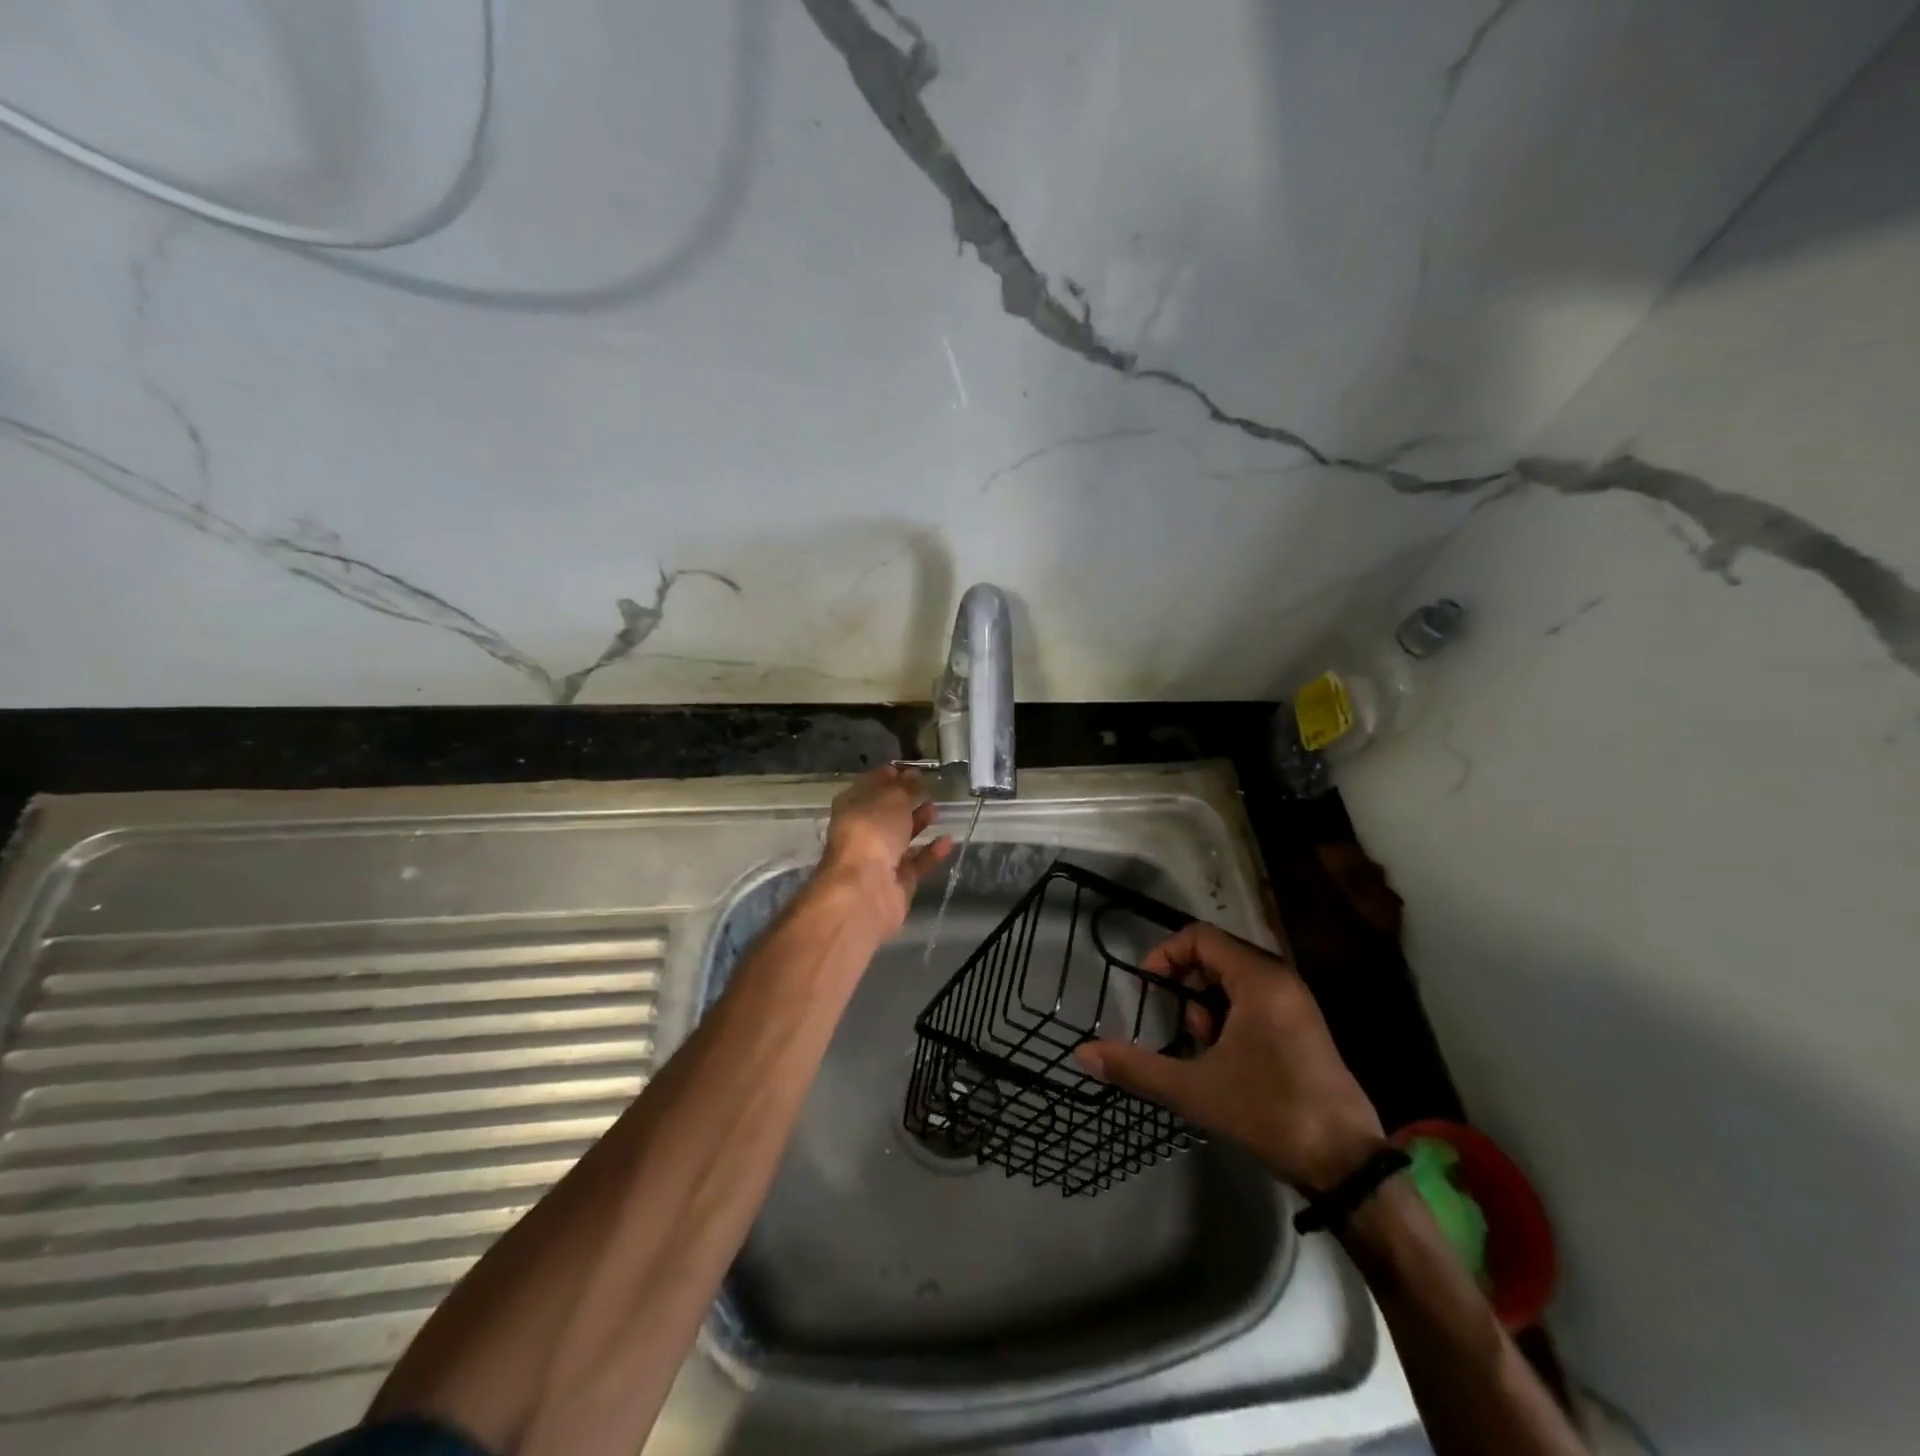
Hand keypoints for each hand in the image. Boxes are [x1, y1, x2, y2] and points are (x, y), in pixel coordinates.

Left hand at [812, 766, 952, 936]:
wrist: (865, 892)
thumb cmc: (872, 834)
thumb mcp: (891, 800)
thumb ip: (906, 788)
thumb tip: (915, 775)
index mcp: (851, 809)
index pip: (867, 787)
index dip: (885, 777)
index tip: (906, 768)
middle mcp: (861, 834)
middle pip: (884, 814)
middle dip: (903, 801)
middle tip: (926, 787)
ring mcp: (878, 861)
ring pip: (900, 839)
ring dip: (917, 824)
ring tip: (936, 809)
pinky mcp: (896, 884)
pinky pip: (916, 864)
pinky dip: (931, 853)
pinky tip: (948, 840)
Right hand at [1073, 921, 1385, 1193]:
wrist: (1347, 1166)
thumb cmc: (1269, 1113)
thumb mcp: (1194, 1090)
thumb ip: (1136, 1067)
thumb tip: (1083, 1055)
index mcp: (1259, 979)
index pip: (1200, 937)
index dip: (1165, 956)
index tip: (1147, 991)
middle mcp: (1281, 979)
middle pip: (1216, 956)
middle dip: (1186, 987)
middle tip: (1179, 1029)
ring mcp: (1297, 1003)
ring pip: (1235, 980)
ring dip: (1207, 1006)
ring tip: (1203, 1050)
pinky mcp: (1305, 1027)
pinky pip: (1256, 1000)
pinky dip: (1230, 1017)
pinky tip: (1227, 1061)